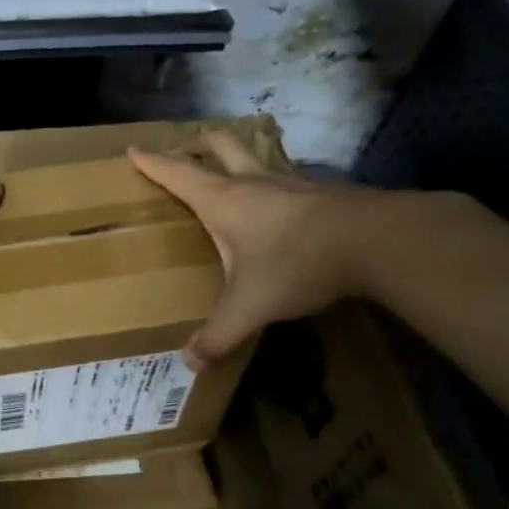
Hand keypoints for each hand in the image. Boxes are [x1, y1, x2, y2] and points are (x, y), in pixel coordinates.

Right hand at [128, 131, 385, 366]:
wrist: (375, 241)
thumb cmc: (295, 264)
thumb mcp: (249, 308)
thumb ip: (218, 336)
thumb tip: (190, 364)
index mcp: (223, 201)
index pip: (178, 174)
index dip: (153, 162)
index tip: (133, 150)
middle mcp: (252, 182)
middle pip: (217, 144)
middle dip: (194, 145)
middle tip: (180, 153)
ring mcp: (290, 181)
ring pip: (254, 154)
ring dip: (234, 155)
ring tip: (225, 171)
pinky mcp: (321, 191)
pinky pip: (283, 175)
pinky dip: (267, 179)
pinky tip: (274, 202)